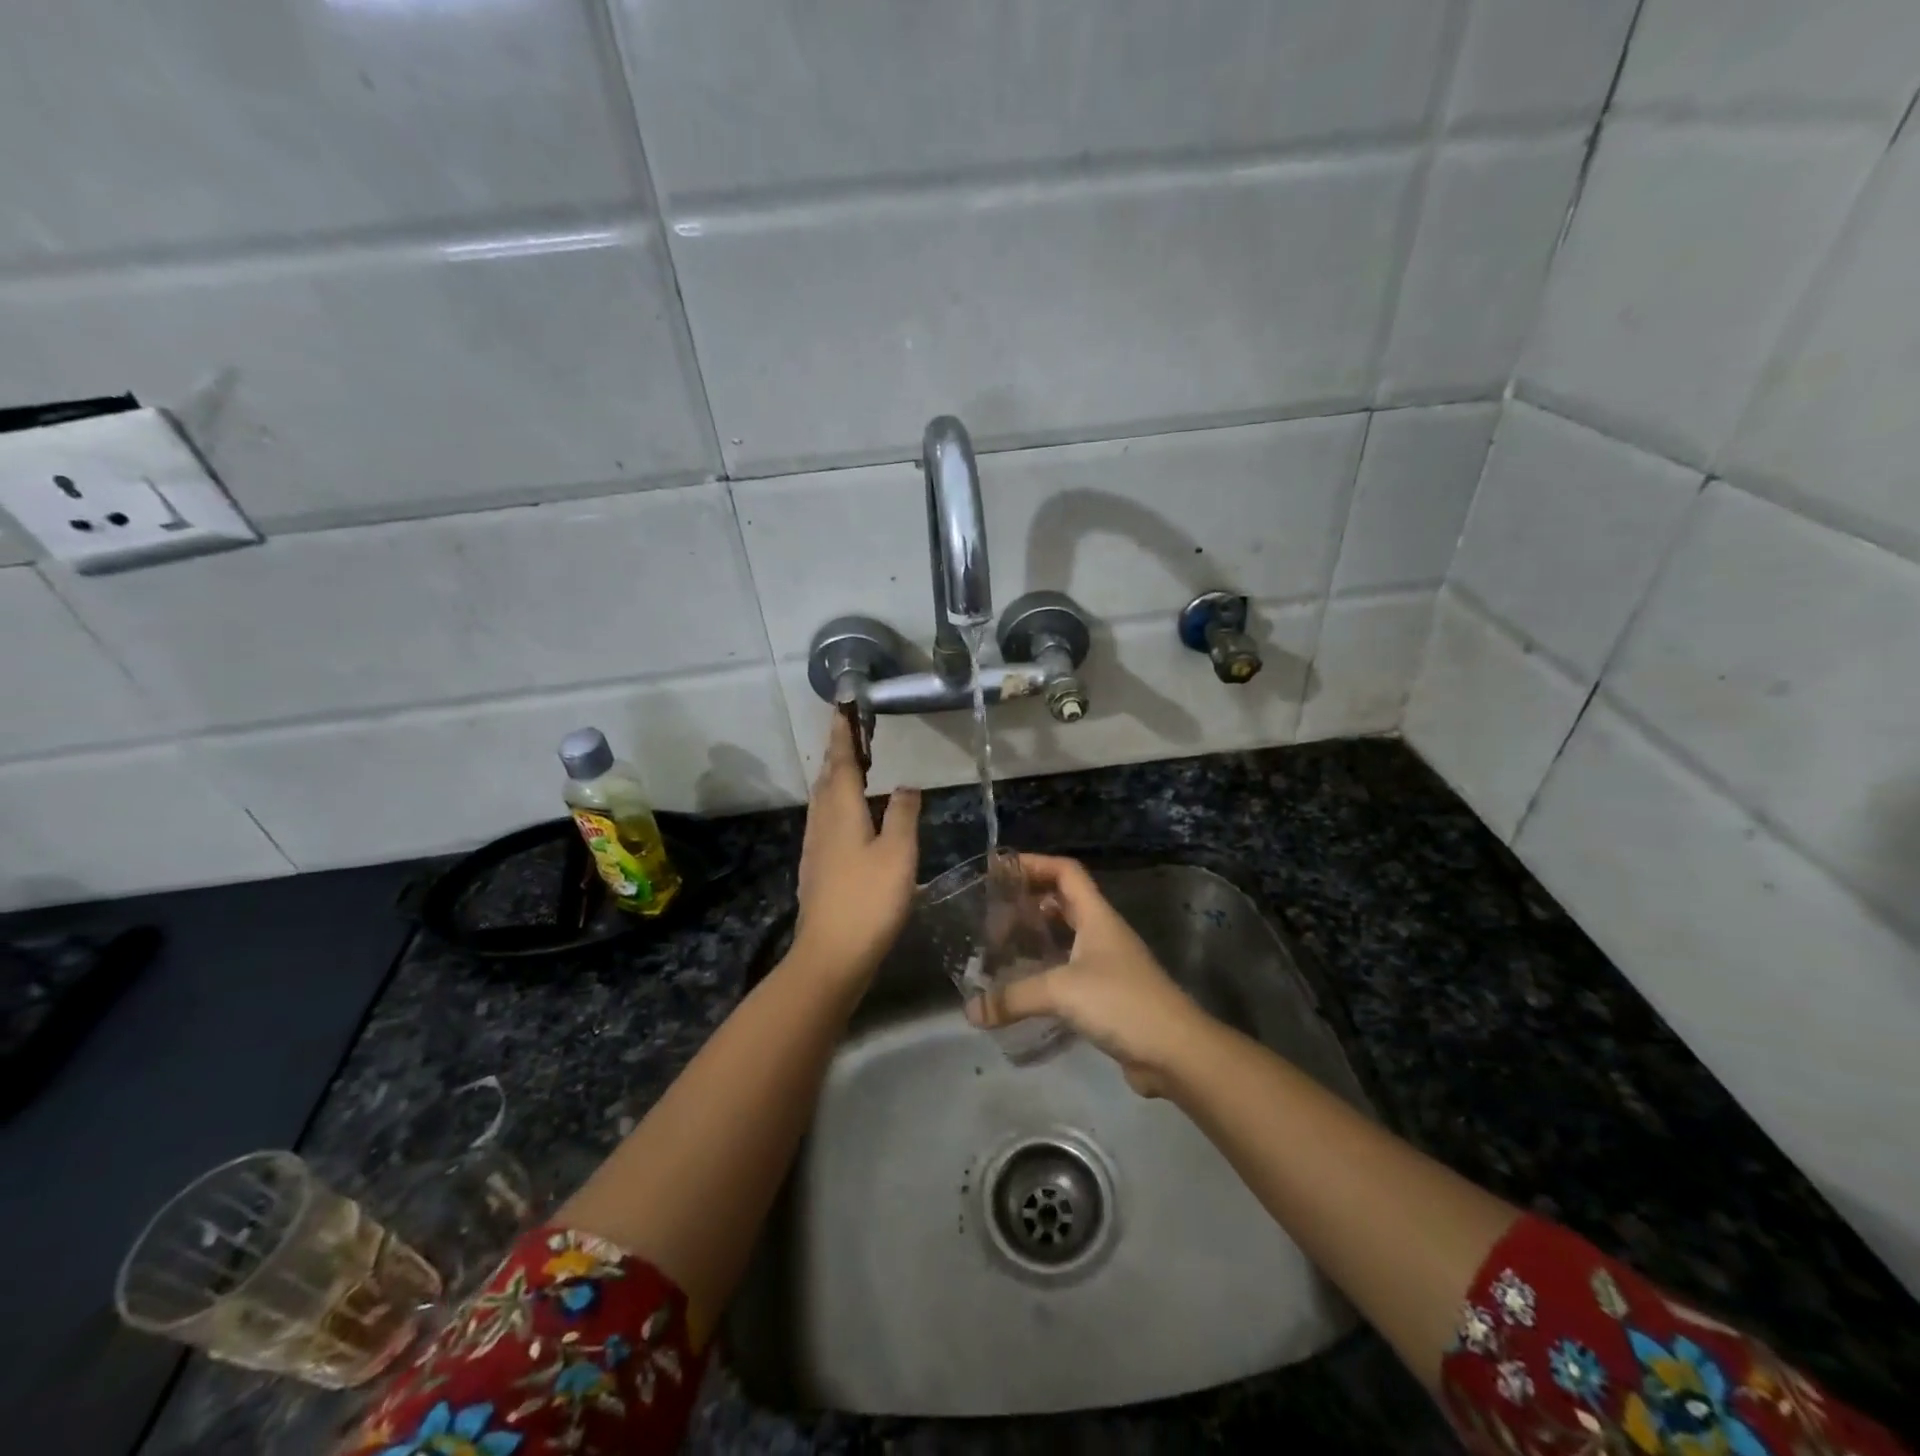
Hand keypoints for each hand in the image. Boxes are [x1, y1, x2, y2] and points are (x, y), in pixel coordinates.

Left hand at [791, 716, 920, 986]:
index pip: (842, 762)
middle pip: (828, 779)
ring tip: (852, 768)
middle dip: (838, 753)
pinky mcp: (817, 868)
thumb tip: (906, 785)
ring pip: (823, 801)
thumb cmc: (869, 899)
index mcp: (841, 811)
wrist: (831, 954)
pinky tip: (849, 818)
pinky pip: (825, 821)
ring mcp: (815, 847)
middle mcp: (822, 822)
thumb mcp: (898, 852)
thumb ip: (902, 814)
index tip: (842, 708)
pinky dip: (837, 805)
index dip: (843, 734)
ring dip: (836, 778)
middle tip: (851, 733)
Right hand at [967, 853, 1212, 1095]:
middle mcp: (1103, 932)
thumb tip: (971, 1011)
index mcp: (1097, 915)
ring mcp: (1108, 963)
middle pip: (1065, 900)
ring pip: (1068, 936)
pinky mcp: (1108, 994)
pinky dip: (1048, 969)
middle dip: (1031, 900)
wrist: (1175, 1050)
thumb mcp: (1061, 991)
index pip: (1066, 872)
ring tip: (1004, 945)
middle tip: (995, 912)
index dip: (1035, 864)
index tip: (1001, 870)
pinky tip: (1026, 986)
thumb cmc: (1121, 1002)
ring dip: (1039, 935)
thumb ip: (1014, 997)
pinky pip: (1071, 969)